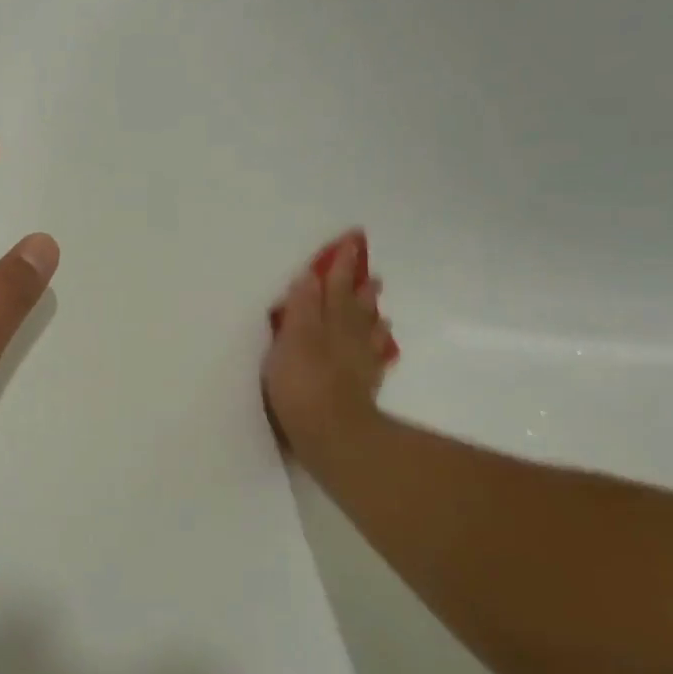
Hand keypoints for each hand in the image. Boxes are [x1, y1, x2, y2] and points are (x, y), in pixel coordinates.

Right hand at [262, 233, 390, 465]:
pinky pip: (374, 358)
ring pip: (367, 329)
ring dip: (371, 312)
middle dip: (358, 286)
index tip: (350, 241)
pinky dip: (378, 346)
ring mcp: (358, 361)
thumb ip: (302, 307)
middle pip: (354, 305)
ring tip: (377, 301)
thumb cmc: (301, 383)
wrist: (331, 432)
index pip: (332, 285)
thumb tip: (309, 276)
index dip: (340, 264)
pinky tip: (380, 343)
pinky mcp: (363, 387)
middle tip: (369, 271)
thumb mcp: (292, 339)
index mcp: (325, 321)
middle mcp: (346, 335)